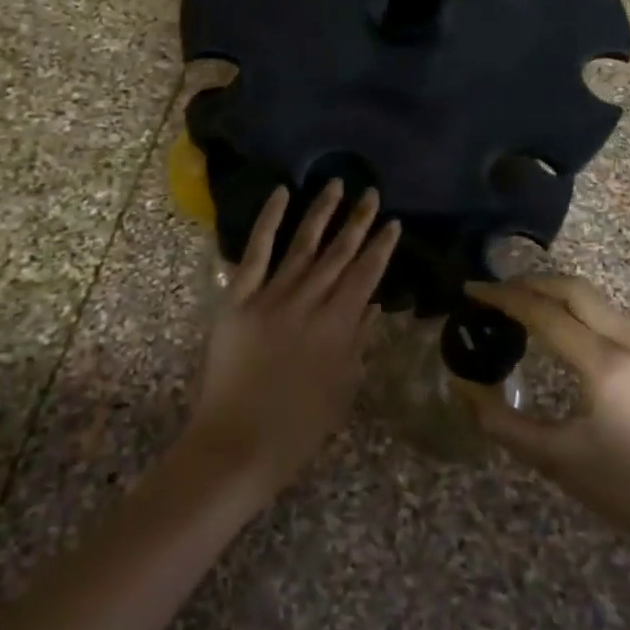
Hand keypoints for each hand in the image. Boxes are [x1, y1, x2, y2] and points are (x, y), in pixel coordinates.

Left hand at [185, 182, 400, 500]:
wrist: (237, 445)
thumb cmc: (297, 428)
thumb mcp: (342, 389)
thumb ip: (358, 343)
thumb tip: (373, 306)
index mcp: (339, 326)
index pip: (366, 275)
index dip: (381, 247)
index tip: (392, 222)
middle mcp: (310, 302)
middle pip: (339, 253)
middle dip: (358, 222)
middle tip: (371, 193)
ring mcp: (272, 296)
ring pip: (303, 244)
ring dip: (322, 213)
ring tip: (336, 185)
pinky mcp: (239, 298)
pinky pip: (256, 252)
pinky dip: (268, 221)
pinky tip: (281, 194)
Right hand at [459, 275, 629, 544]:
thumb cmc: (624, 488)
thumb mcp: (554, 459)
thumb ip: (501, 421)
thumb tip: (463, 386)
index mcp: (604, 364)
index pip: (545, 313)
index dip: (504, 297)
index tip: (472, 291)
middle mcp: (629, 343)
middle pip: (574, 290)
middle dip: (530, 283)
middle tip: (494, 291)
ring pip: (595, 299)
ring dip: (554, 293)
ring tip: (518, 304)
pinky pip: (607, 316)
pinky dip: (575, 309)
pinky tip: (557, 328)